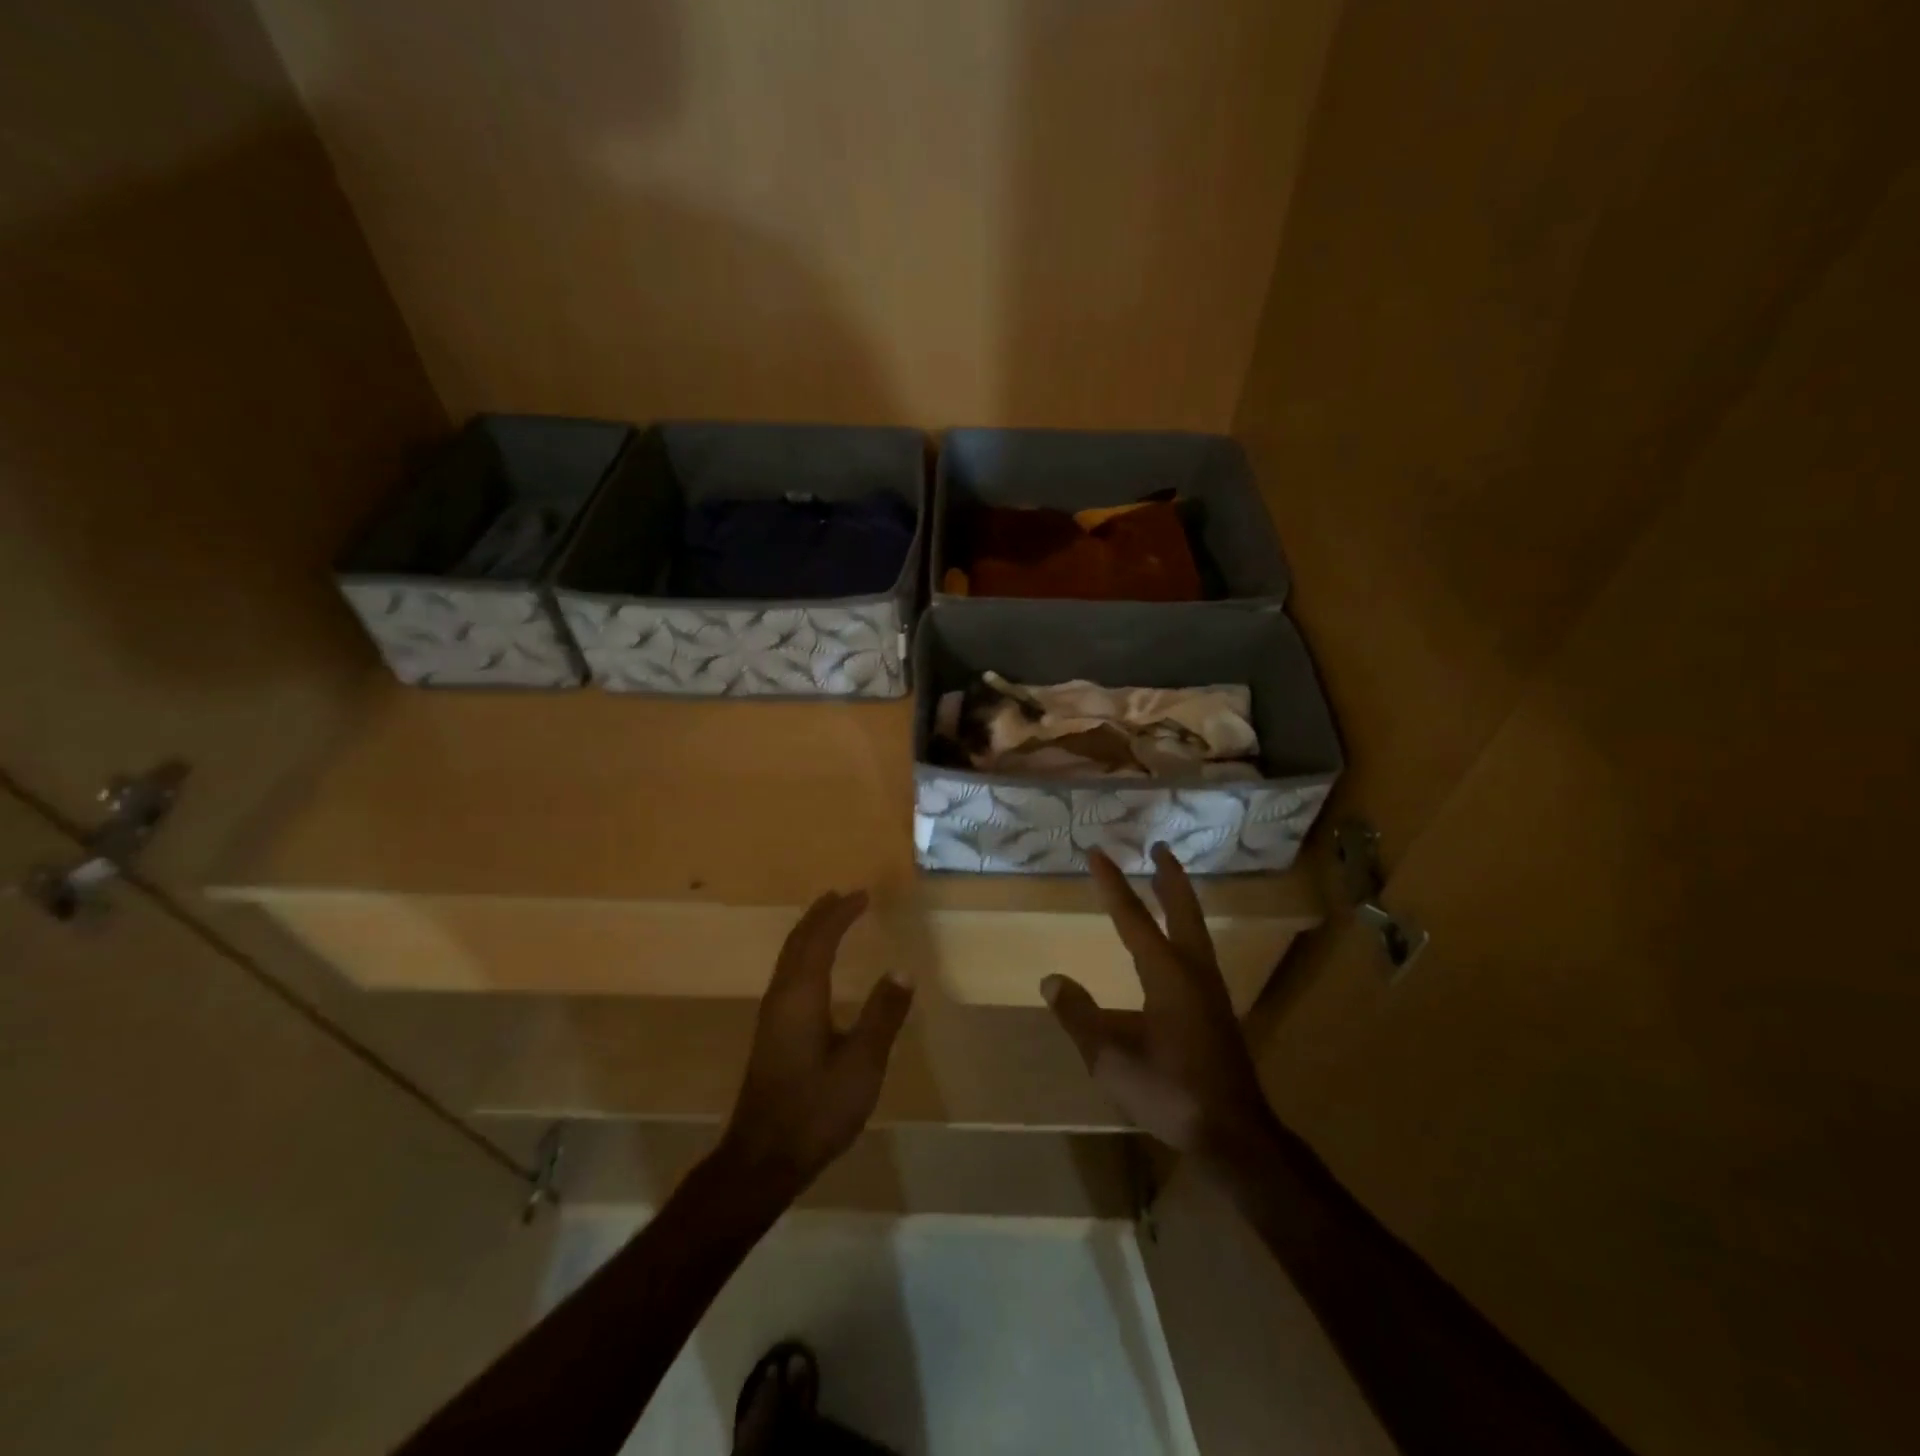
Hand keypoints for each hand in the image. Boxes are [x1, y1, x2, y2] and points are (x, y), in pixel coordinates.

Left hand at [718, 891, 914, 1196]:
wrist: (762, 1158)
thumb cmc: (816, 1109)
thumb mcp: (862, 1064)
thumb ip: (882, 1015)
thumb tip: (902, 970)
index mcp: (802, 995)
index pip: (820, 938)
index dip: (841, 913)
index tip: (862, 895)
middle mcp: (781, 996)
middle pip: (798, 941)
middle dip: (821, 914)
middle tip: (844, 896)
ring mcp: (771, 1014)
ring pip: (789, 957)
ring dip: (810, 932)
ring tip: (830, 918)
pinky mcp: (770, 1032)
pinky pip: (787, 973)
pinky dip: (804, 954)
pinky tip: (814, 968)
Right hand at [1042, 845, 1277, 1160]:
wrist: (1233, 1133)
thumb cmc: (1170, 1092)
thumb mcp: (1111, 1059)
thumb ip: (1079, 1017)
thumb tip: (1052, 980)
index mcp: (1167, 975)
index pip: (1133, 918)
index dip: (1113, 884)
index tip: (1097, 852)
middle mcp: (1193, 971)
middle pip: (1182, 910)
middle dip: (1169, 876)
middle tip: (1159, 846)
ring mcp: (1210, 989)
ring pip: (1195, 929)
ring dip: (1179, 900)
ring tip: (1165, 882)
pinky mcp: (1216, 1009)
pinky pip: (1199, 950)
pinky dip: (1185, 928)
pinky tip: (1176, 944)